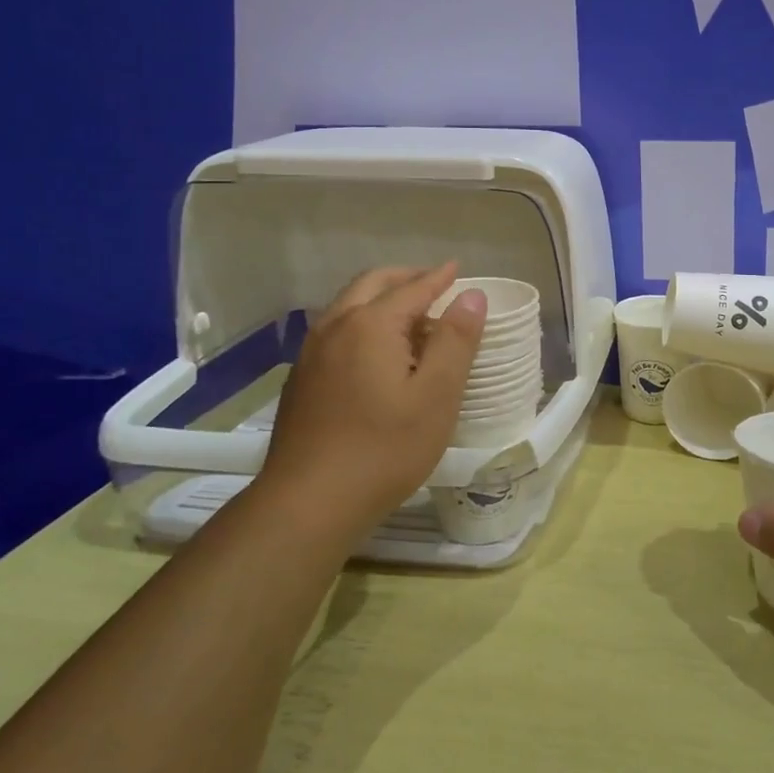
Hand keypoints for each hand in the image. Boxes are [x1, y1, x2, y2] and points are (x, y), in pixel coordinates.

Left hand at [261, 263, 486, 533]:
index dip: (439, 277)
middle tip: (435, 285)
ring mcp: (312, 352)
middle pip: (373, 284)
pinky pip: (336, 330)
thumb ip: (456, 340)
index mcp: (371, 325)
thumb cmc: (384, 449)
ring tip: (411, 317)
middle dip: (406, 278)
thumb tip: (471, 296)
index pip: (413, 288)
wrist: (308, 504)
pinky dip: (363, 322)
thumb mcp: (437, 396)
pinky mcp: (301, 379)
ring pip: (349, 306)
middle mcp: (335, 326)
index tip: (458, 268)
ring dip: (382, 299)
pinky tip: (376, 352)